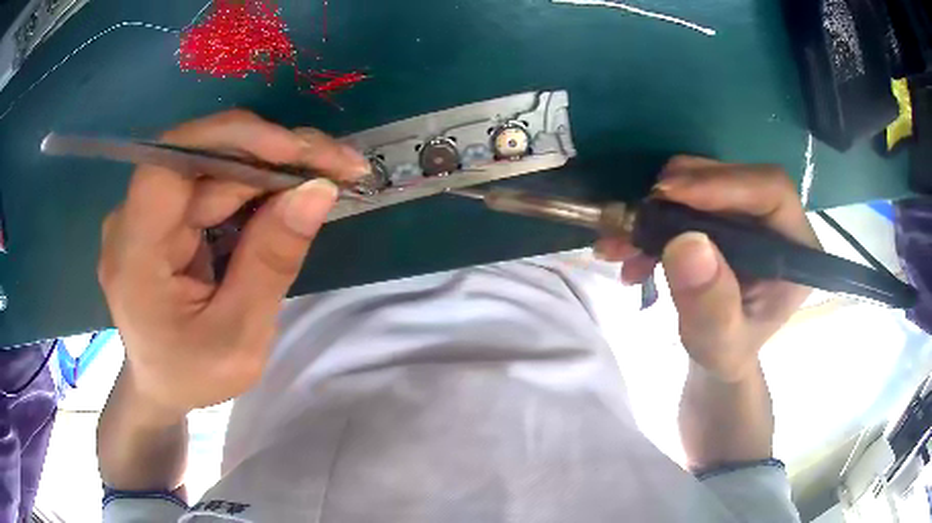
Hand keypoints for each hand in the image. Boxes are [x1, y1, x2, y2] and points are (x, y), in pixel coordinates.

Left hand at [99, 110, 368, 415]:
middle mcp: (132, 220)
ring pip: (214, 166)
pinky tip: (293, 189)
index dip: (230, 141)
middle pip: (202, 158)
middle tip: (340, 163)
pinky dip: (258, 183)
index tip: (296, 150)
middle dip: (273, 154)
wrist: (161, 384)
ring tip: (330, 173)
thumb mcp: (239, 337)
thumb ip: (270, 263)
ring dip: (273, 166)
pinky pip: (214, 183)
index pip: (169, 165)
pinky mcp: (166, 214)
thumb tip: (318, 190)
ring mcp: (147, 212)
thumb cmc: (193, 374)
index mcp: (134, 258)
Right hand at [596, 156, 819, 382]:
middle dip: (681, 193)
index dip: (724, 184)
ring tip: (623, 244)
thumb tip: (688, 244)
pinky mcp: (724, 212)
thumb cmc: (727, 354)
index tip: (670, 194)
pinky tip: (631, 250)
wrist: (717, 351)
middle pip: (735, 176)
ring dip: (659, 206)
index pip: (772, 191)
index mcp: (796, 251)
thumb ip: (712, 307)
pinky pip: (688, 194)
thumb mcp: (719, 345)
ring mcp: (750, 213)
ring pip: (706, 179)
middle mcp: (778, 222)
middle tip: (638, 217)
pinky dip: (655, 216)